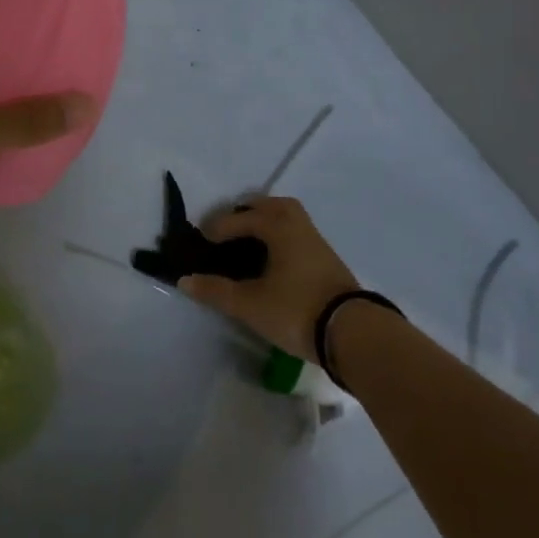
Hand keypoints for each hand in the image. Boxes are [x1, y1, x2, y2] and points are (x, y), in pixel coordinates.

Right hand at [179, 197, 358, 360]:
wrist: (353, 331)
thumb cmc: (296, 310)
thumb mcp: (250, 304)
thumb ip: (216, 290)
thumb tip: (184, 279)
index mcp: (277, 224)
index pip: (238, 218)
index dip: (216, 228)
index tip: (200, 242)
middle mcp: (296, 221)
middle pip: (265, 206)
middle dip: (242, 215)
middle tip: (224, 234)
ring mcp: (314, 237)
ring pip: (283, 216)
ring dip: (263, 223)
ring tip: (246, 243)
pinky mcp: (325, 255)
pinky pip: (293, 231)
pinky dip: (277, 235)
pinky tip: (271, 258)